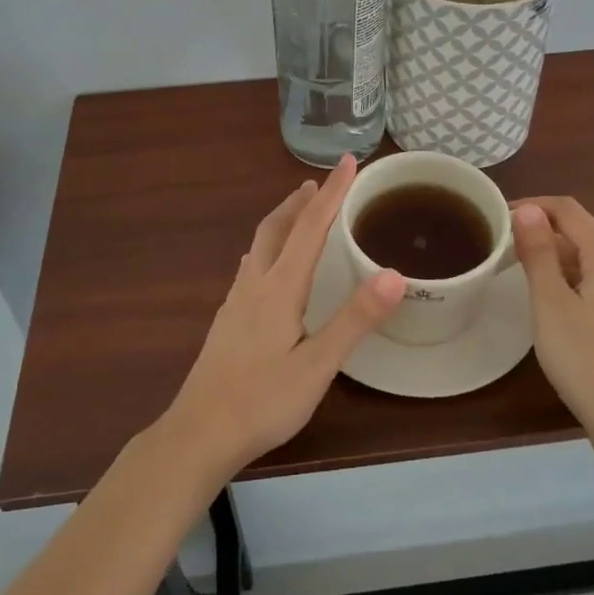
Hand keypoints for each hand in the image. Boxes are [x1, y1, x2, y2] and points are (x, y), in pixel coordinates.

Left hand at [160, 155, 405, 479]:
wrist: (199, 433)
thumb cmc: (262, 401)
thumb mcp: (317, 365)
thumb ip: (355, 319)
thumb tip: (394, 273)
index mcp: (279, 287)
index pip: (310, 227)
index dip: (332, 192)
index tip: (349, 161)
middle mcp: (255, 283)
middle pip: (277, 227)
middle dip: (302, 200)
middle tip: (323, 182)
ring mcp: (236, 301)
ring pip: (261, 243)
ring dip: (284, 219)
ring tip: (300, 211)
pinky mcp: (228, 319)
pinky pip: (252, 264)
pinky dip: (270, 246)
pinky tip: (270, 265)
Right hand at [511, 197, 593, 453]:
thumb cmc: (587, 358)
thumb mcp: (550, 303)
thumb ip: (539, 252)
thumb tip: (528, 210)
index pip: (568, 210)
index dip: (532, 207)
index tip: (498, 220)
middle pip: (584, 235)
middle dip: (544, 236)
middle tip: (505, 254)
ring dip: (559, 263)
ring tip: (524, 282)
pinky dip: (577, 287)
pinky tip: (559, 314)